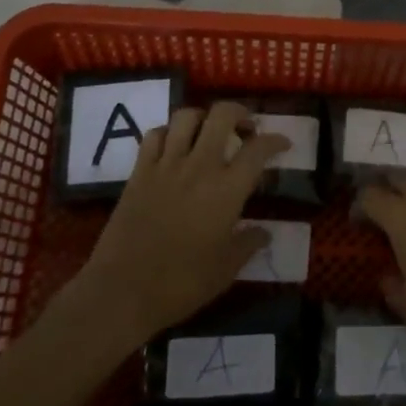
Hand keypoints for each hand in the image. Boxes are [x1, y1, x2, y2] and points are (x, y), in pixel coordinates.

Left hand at [70, 102, 290, 342]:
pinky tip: (173, 146)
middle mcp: (199, 167)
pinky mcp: (139, 172)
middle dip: (239, 113)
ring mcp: (166, 166)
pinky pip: (154, 135)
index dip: (275, 140)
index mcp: (227, 190)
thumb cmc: (181, 283)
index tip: (283, 144)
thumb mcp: (226, 270)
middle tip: (246, 129)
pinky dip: (167, 133)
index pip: (258, 149)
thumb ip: (248, 244)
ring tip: (208, 133)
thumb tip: (264, 233)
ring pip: (186, 117)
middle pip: (222, 116)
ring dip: (203, 118)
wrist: (122, 291)